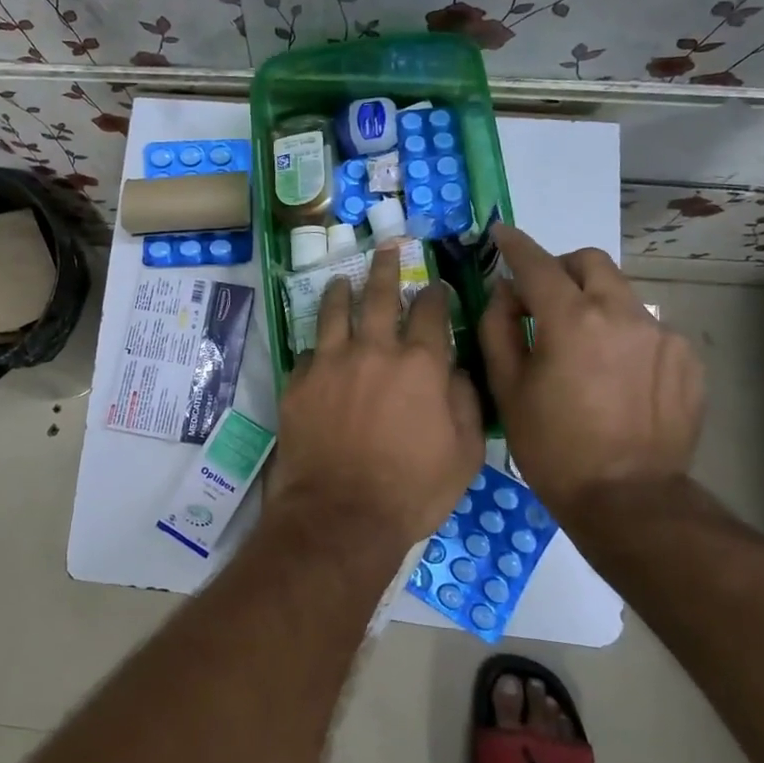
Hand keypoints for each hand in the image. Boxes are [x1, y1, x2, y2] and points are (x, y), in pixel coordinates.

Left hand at [264, 245, 484, 555]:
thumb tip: (457, 370)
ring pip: (334, 312)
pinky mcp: (298, 382)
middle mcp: (373, 350)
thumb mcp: (465, 453)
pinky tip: (318, 346)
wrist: (341, 515)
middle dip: (385, 268)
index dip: (434, 294)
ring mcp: (330, 363)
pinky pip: (308, 352)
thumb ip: (465, 402)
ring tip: (341, 279)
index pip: (430, 312)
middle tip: (385, 248)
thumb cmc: (412, 490)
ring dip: (341, 291)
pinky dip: (317, 346)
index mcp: (419, 364)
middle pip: (378, 296)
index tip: (434, 285)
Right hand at [478, 225, 703, 522]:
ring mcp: (662, 335)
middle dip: (561, 268)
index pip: (538, 264)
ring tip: (581, 347)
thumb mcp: (507, 387)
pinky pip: (646, 328)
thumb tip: (506, 292)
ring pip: (620, 295)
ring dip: (593, 304)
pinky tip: (614, 375)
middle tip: (542, 298)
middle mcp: (622, 314)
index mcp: (572, 320)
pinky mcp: (687, 358)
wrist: (629, 500)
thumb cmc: (553, 446)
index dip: (515, 245)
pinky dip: (622, 335)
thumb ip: (499, 327)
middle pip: (590, 262)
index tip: (502, 233)